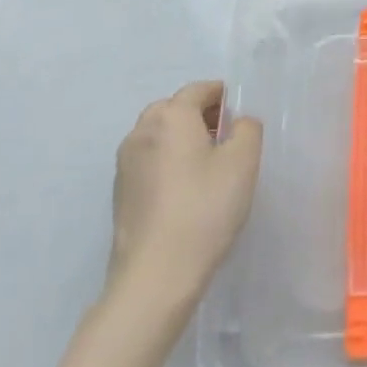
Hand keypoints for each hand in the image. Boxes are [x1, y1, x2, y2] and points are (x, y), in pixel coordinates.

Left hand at [106, 81, 262, 303]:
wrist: (155, 276)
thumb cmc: (204, 209)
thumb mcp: (243, 162)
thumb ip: (247, 129)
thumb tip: (237, 123)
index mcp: (170, 116)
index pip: (199, 89)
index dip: (223, 96)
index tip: (240, 116)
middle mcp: (141, 131)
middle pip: (174, 109)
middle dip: (200, 116)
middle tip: (226, 140)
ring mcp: (125, 164)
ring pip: (159, 135)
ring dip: (182, 139)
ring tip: (207, 167)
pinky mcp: (119, 193)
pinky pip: (149, 161)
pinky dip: (167, 162)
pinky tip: (185, 191)